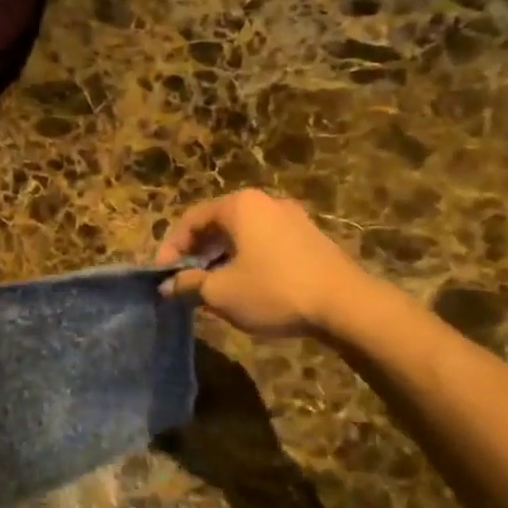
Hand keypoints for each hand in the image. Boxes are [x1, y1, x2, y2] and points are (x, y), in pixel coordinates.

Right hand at [155, 190, 369, 339]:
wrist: (345, 304)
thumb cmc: (274, 291)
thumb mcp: (221, 292)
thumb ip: (189, 285)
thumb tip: (168, 286)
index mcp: (240, 206)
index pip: (191, 219)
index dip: (170, 248)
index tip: (162, 276)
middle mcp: (265, 202)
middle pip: (218, 224)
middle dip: (196, 253)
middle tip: (184, 281)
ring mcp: (292, 218)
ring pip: (243, 235)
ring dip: (220, 258)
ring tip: (212, 288)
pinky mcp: (310, 238)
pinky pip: (265, 243)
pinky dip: (246, 260)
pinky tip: (245, 287)